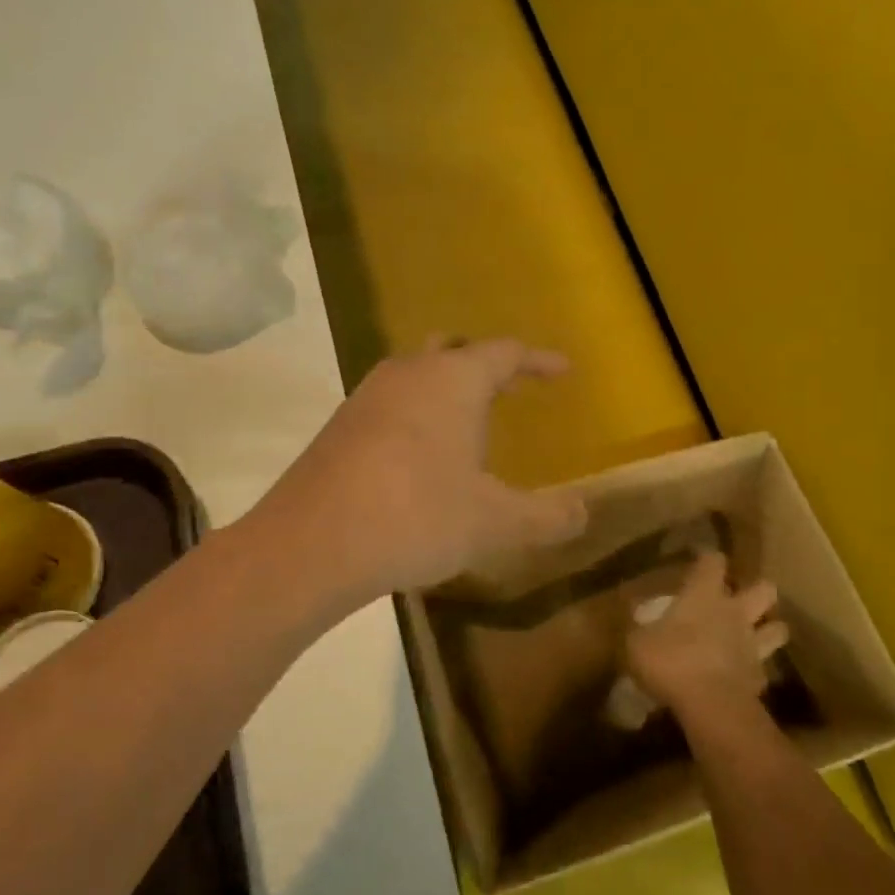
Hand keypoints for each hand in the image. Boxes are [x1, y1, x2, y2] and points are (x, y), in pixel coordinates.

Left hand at [255, 338, 588, 603]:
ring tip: (465, 422)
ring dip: (444, 389)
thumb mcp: (494, 523)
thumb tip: (584, 512)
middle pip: (453, 350)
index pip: (505, 352)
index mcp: (453, 380)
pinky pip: (389, 403)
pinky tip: (418, 456)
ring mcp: (366, 396)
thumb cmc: (416, 517)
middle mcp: (408, 374)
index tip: (563, 371)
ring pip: (415, 374)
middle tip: (509, 387)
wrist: (310, 544)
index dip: (539, 361)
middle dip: (484, 364)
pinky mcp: (338, 426)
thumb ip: (546, 516)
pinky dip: (414, 414)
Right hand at [625, 552, 779, 725]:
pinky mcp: (760, 678)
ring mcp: (752, 645)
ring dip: (770, 628)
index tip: (701, 558)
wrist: (711, 706)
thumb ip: (639, 627)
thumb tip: (633, 613)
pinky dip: (756, 669)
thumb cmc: (670, 661)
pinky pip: (764, 668)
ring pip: (777, 628)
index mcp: (703, 595)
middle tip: (740, 598)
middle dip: (757, 589)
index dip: (708, 558)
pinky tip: (743, 674)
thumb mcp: (637, 642)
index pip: (713, 562)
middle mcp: (734, 613)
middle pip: (763, 589)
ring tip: (756, 634)